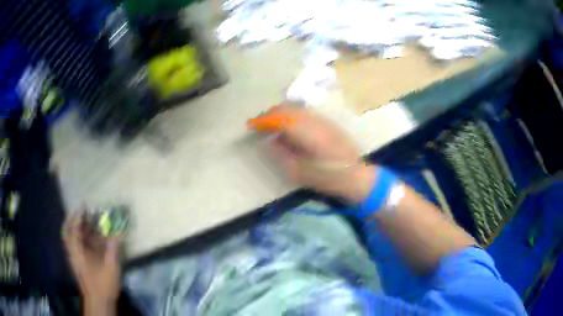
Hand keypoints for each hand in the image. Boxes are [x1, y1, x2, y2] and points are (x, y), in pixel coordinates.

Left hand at [63, 215, 120, 307]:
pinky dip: (78, 238)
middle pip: (68, 232)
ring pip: (70, 239)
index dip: (77, 218)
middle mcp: (73, 253)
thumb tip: (119, 233)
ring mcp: (74, 259)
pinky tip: (87, 239)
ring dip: (76, 228)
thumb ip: (113, 250)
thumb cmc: (103, 286)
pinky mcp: (77, 264)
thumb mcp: (111, 269)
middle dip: (73, 220)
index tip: (83, 207)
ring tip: (84, 221)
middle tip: (81, 211)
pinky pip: (74, 246)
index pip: (73, 230)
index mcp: (78, 253)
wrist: (98, 303)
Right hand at [252, 105, 375, 202]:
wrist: (355, 176)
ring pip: (297, 109)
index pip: (281, 119)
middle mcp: (316, 122)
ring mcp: (323, 121)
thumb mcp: (300, 172)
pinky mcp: (328, 123)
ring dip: (281, 113)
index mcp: (309, 134)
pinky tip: (288, 126)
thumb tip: (270, 141)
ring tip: (269, 124)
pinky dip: (291, 115)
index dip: (264, 120)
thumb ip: (283, 154)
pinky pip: (305, 113)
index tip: (251, 125)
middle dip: (270, 114)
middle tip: (258, 124)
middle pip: (288, 110)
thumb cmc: (328, 179)